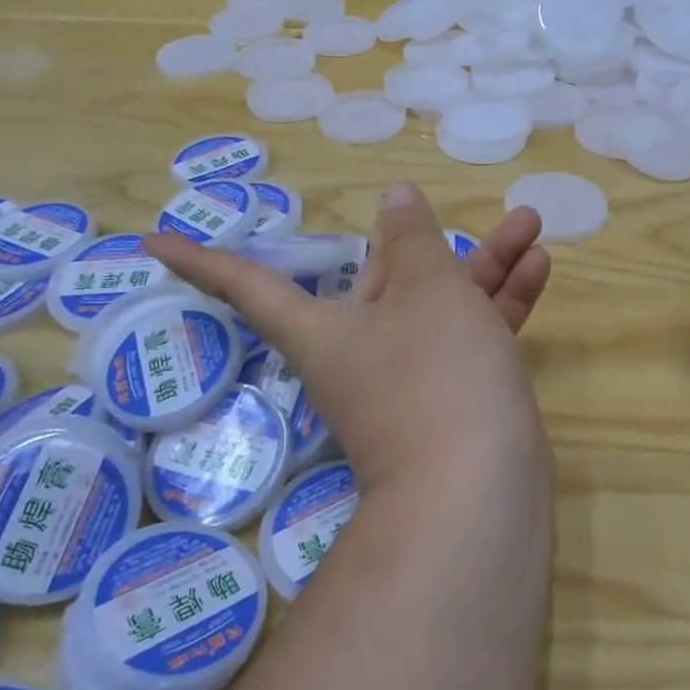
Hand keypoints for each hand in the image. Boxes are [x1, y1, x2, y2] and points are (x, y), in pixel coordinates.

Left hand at [149, 184, 552, 495]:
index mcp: (324, 327)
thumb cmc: (437, 373)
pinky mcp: (454, 397)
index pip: (246, 284)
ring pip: (440, 305)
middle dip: (423, 241)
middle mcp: (361, 351)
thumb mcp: (427, 289)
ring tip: (528, 222)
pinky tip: (537, 266)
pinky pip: (471, 337)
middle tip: (450, 209)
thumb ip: (413, 239)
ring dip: (482, 265)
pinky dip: (499, 304)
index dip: (201, 259)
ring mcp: (411, 377)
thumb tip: (394, 199)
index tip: (152, 240)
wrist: (481, 491)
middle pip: (382, 281)